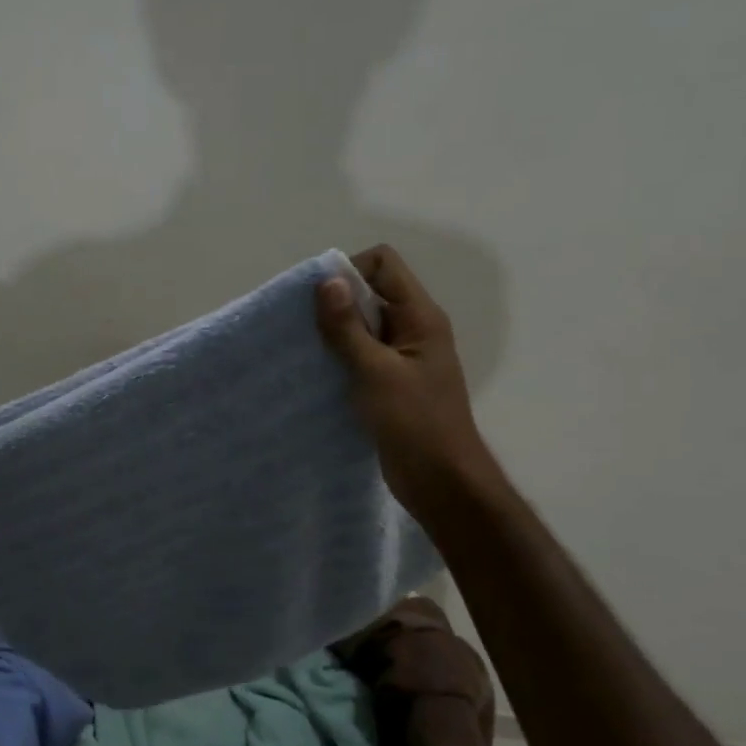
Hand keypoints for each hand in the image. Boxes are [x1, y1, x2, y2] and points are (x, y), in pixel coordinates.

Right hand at [316, 245, 498, 508]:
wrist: (441, 481)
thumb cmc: (414, 422)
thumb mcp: (375, 371)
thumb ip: (348, 327)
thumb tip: (327, 281)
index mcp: (420, 316)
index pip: (383, 264)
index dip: (349, 271)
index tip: (319, 300)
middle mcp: (413, 328)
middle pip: (371, 292)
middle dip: (336, 302)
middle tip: (304, 327)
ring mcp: (402, 356)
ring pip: (363, 326)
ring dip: (334, 332)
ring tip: (305, 350)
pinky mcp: (390, 382)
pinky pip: (361, 355)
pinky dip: (339, 357)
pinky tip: (317, 373)